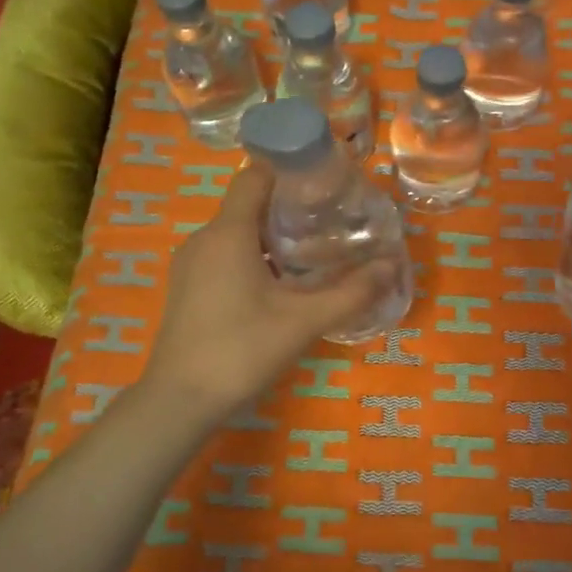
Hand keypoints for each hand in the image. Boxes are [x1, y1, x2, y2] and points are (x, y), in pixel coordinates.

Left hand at [139, 160, 396, 418]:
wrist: (180, 401)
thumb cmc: (242, 350)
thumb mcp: (304, 321)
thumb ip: (351, 292)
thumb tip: (390, 266)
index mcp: (228, 233)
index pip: (254, 176)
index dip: (288, 170)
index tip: (325, 181)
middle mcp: (204, 239)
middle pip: (248, 204)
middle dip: (289, 206)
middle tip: (330, 220)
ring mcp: (190, 265)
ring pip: (236, 233)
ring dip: (272, 236)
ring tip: (313, 252)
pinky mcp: (187, 288)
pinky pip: (224, 256)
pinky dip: (254, 257)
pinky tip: (280, 285)